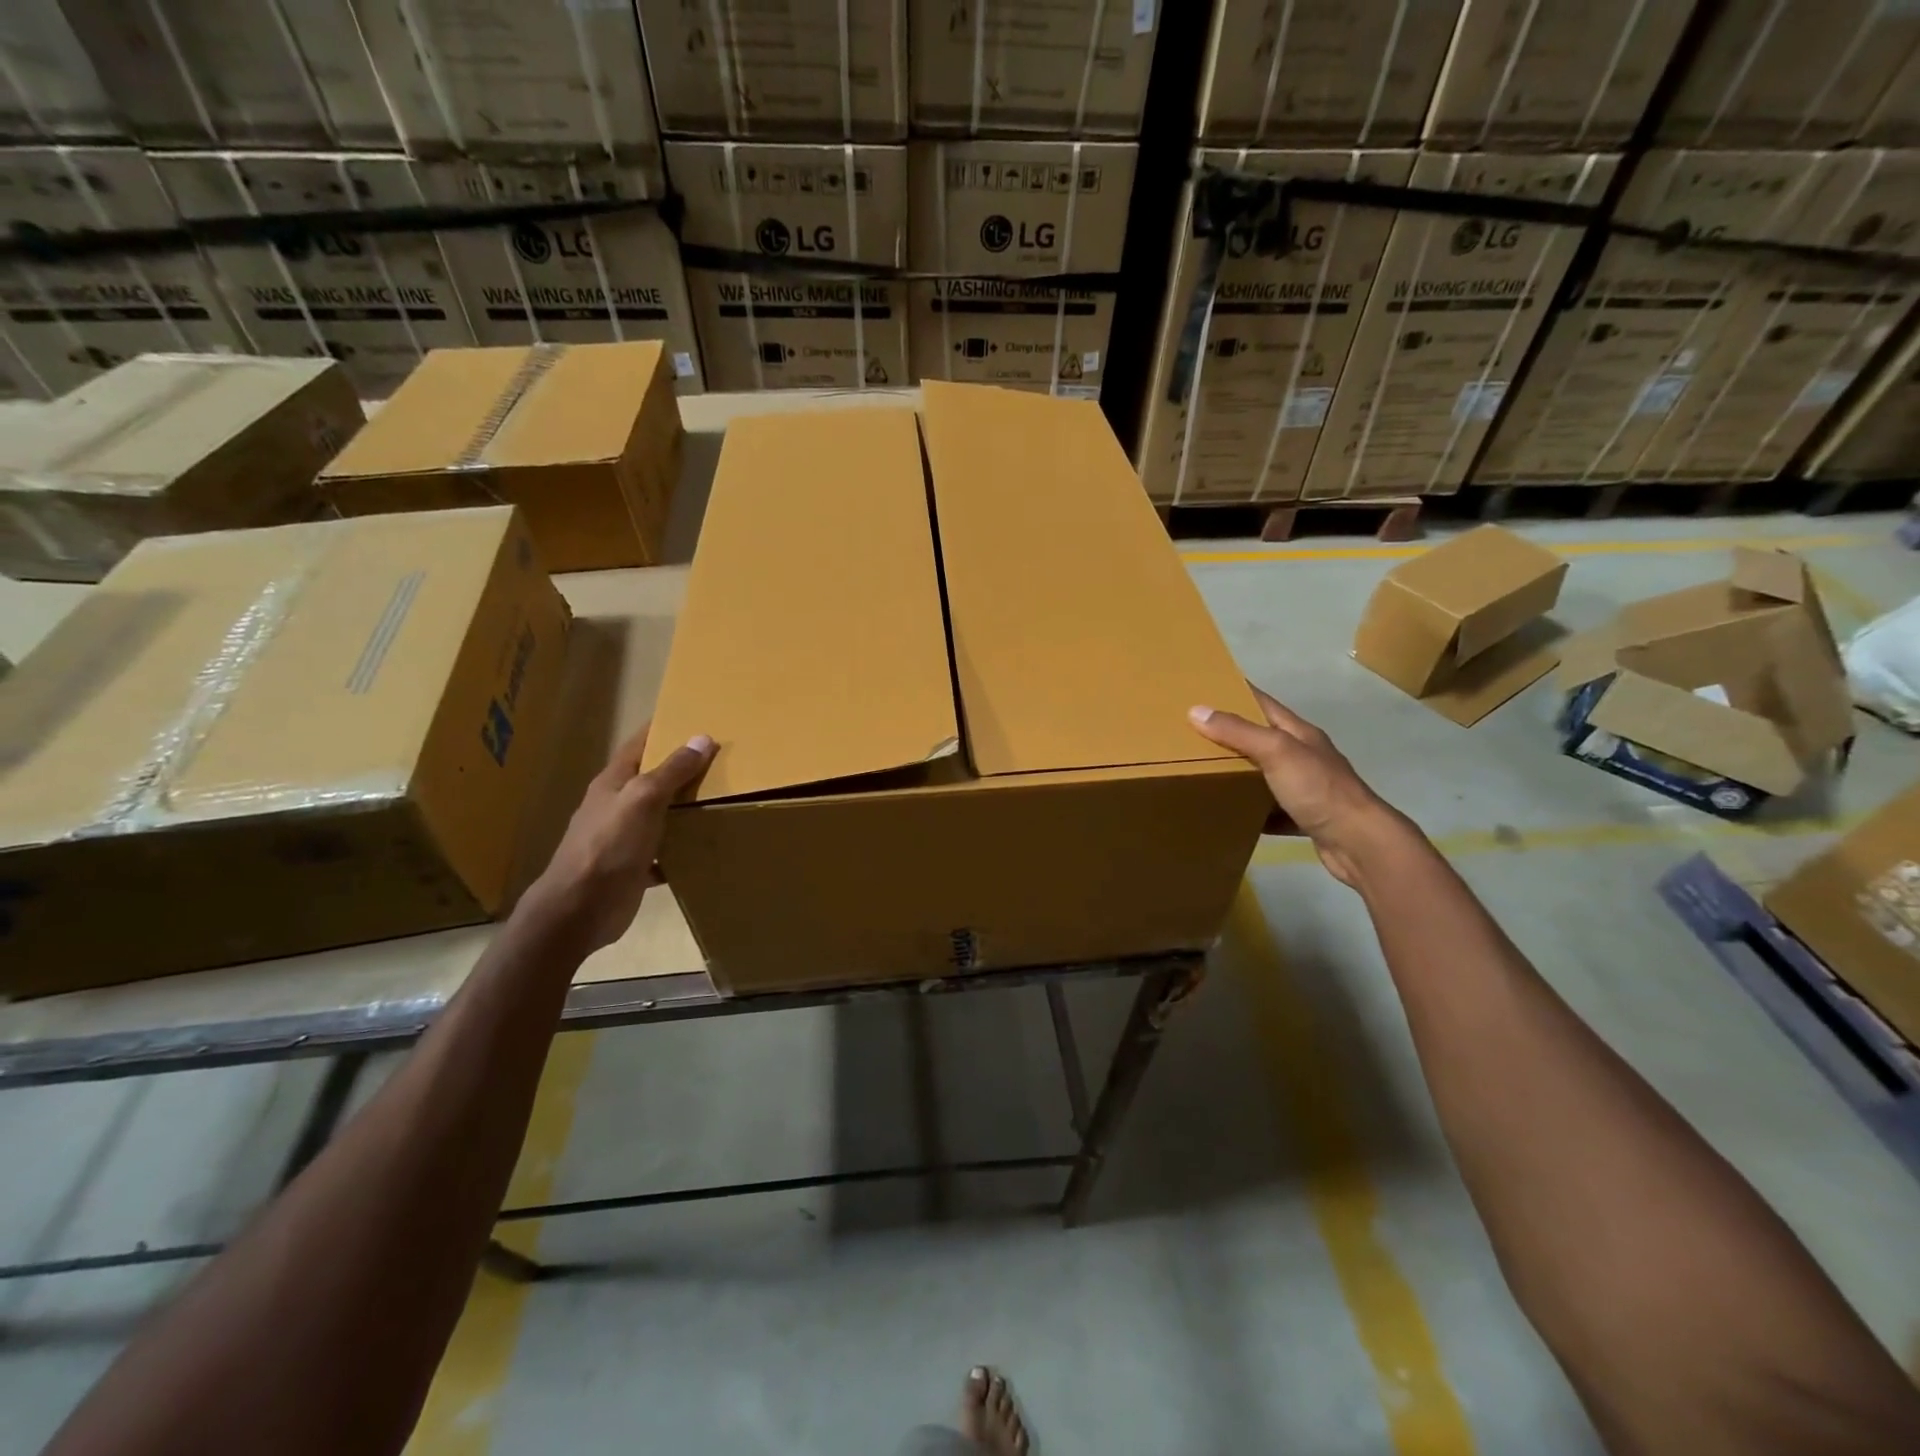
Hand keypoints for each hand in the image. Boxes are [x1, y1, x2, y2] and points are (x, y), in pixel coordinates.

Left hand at [526, 722, 716, 951]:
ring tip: (721, 801)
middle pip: (651, 780)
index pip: (639, 745)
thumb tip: (702, 738)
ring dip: (683, 809)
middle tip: (720, 759)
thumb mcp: (643, 799)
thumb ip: (672, 771)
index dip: (662, 729)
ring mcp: (622, 839)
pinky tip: (703, 848)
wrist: (579, 909)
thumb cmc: (608, 846)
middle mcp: (615, 807)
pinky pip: (662, 854)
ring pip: (658, 816)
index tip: (692, 716)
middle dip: (680, 769)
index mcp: (613, 784)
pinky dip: (680, 850)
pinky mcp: (631, 869)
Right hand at [1188, 687, 1402, 887]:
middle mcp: (1305, 756)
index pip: (1264, 703)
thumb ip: (1238, 732)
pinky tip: (1232, 815)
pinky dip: (1252, 811)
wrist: (1359, 843)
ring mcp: (1307, 788)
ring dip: (1240, 774)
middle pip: (1263, 739)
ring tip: (1204, 774)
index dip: (1238, 693)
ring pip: (1266, 775)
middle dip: (1231, 736)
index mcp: (1299, 734)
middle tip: (1194, 736)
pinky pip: (1272, 810)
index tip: (1207, 688)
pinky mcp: (1305, 818)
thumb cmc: (1319, 789)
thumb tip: (1196, 710)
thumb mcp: (1276, 752)